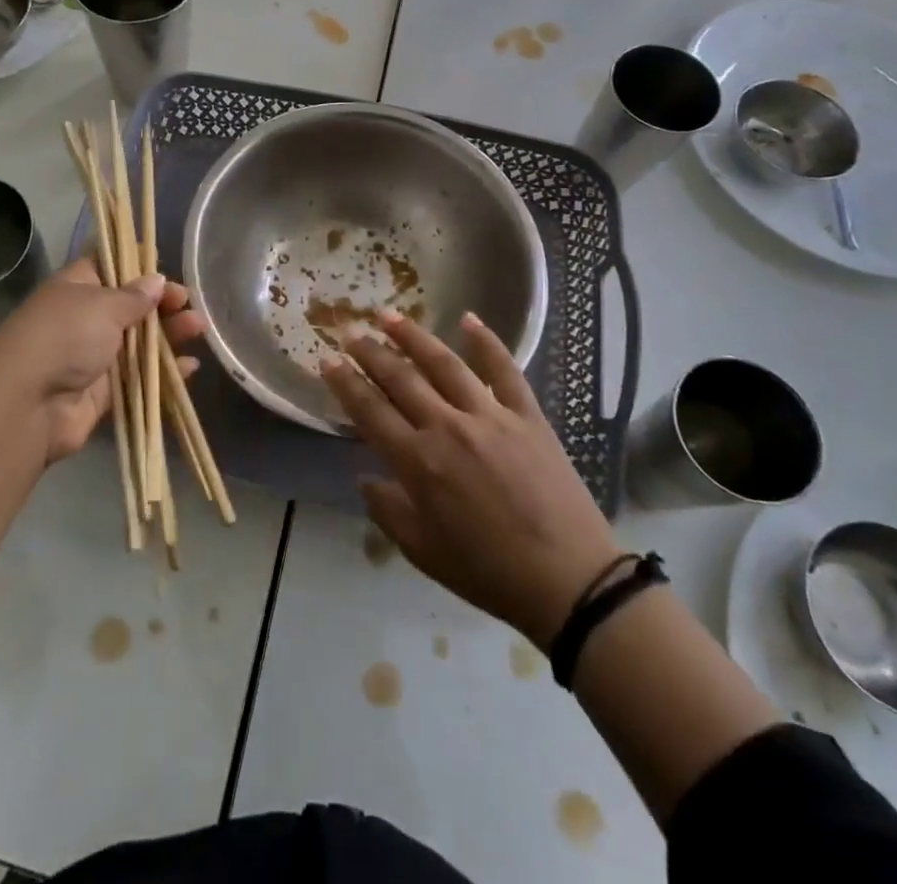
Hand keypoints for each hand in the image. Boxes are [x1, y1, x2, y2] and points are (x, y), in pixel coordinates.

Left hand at [0, 258, 204, 466]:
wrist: (28, 406)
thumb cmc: (65, 338)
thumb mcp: (102, 305)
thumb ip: (134, 295)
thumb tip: (156, 280)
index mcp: (77, 288)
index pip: (109, 266)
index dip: (138, 265)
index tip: (166, 269)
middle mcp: (84, 319)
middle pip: (130, 306)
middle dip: (162, 303)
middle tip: (188, 304)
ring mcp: (93, 356)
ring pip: (139, 341)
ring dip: (170, 334)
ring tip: (199, 328)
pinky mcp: (104, 392)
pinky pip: (140, 377)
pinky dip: (165, 372)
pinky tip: (190, 367)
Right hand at [320, 310, 618, 650]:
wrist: (568, 580)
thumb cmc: (487, 572)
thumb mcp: (422, 552)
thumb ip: (387, 510)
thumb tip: (365, 477)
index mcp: (418, 462)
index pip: (370, 411)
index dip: (346, 383)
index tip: (328, 361)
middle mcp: (448, 427)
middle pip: (401, 378)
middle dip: (371, 352)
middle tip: (350, 331)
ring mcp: (490, 415)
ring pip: (443, 363)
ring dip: (413, 336)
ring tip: (390, 315)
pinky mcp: (526, 415)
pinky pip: (503, 370)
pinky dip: (486, 342)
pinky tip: (469, 318)